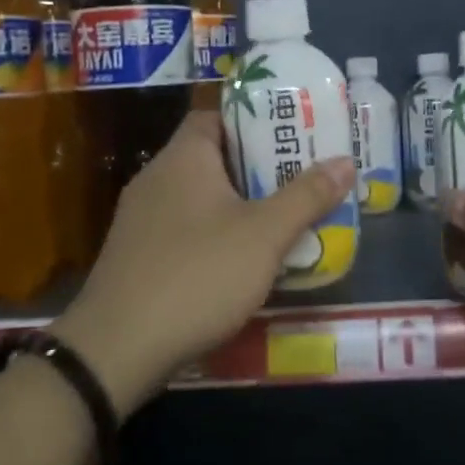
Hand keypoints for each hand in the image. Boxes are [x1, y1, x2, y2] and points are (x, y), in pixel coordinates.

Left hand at [55, 111, 354, 412]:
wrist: (118, 349)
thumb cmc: (198, 275)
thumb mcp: (264, 235)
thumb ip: (306, 196)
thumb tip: (346, 161)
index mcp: (183, 158)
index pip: (216, 116)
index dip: (255, 120)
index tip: (292, 134)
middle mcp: (156, 178)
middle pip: (213, 157)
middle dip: (258, 167)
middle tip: (302, 176)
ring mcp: (141, 219)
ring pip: (200, 197)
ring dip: (239, 204)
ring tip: (283, 216)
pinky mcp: (138, 256)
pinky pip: (185, 229)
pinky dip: (215, 234)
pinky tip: (243, 259)